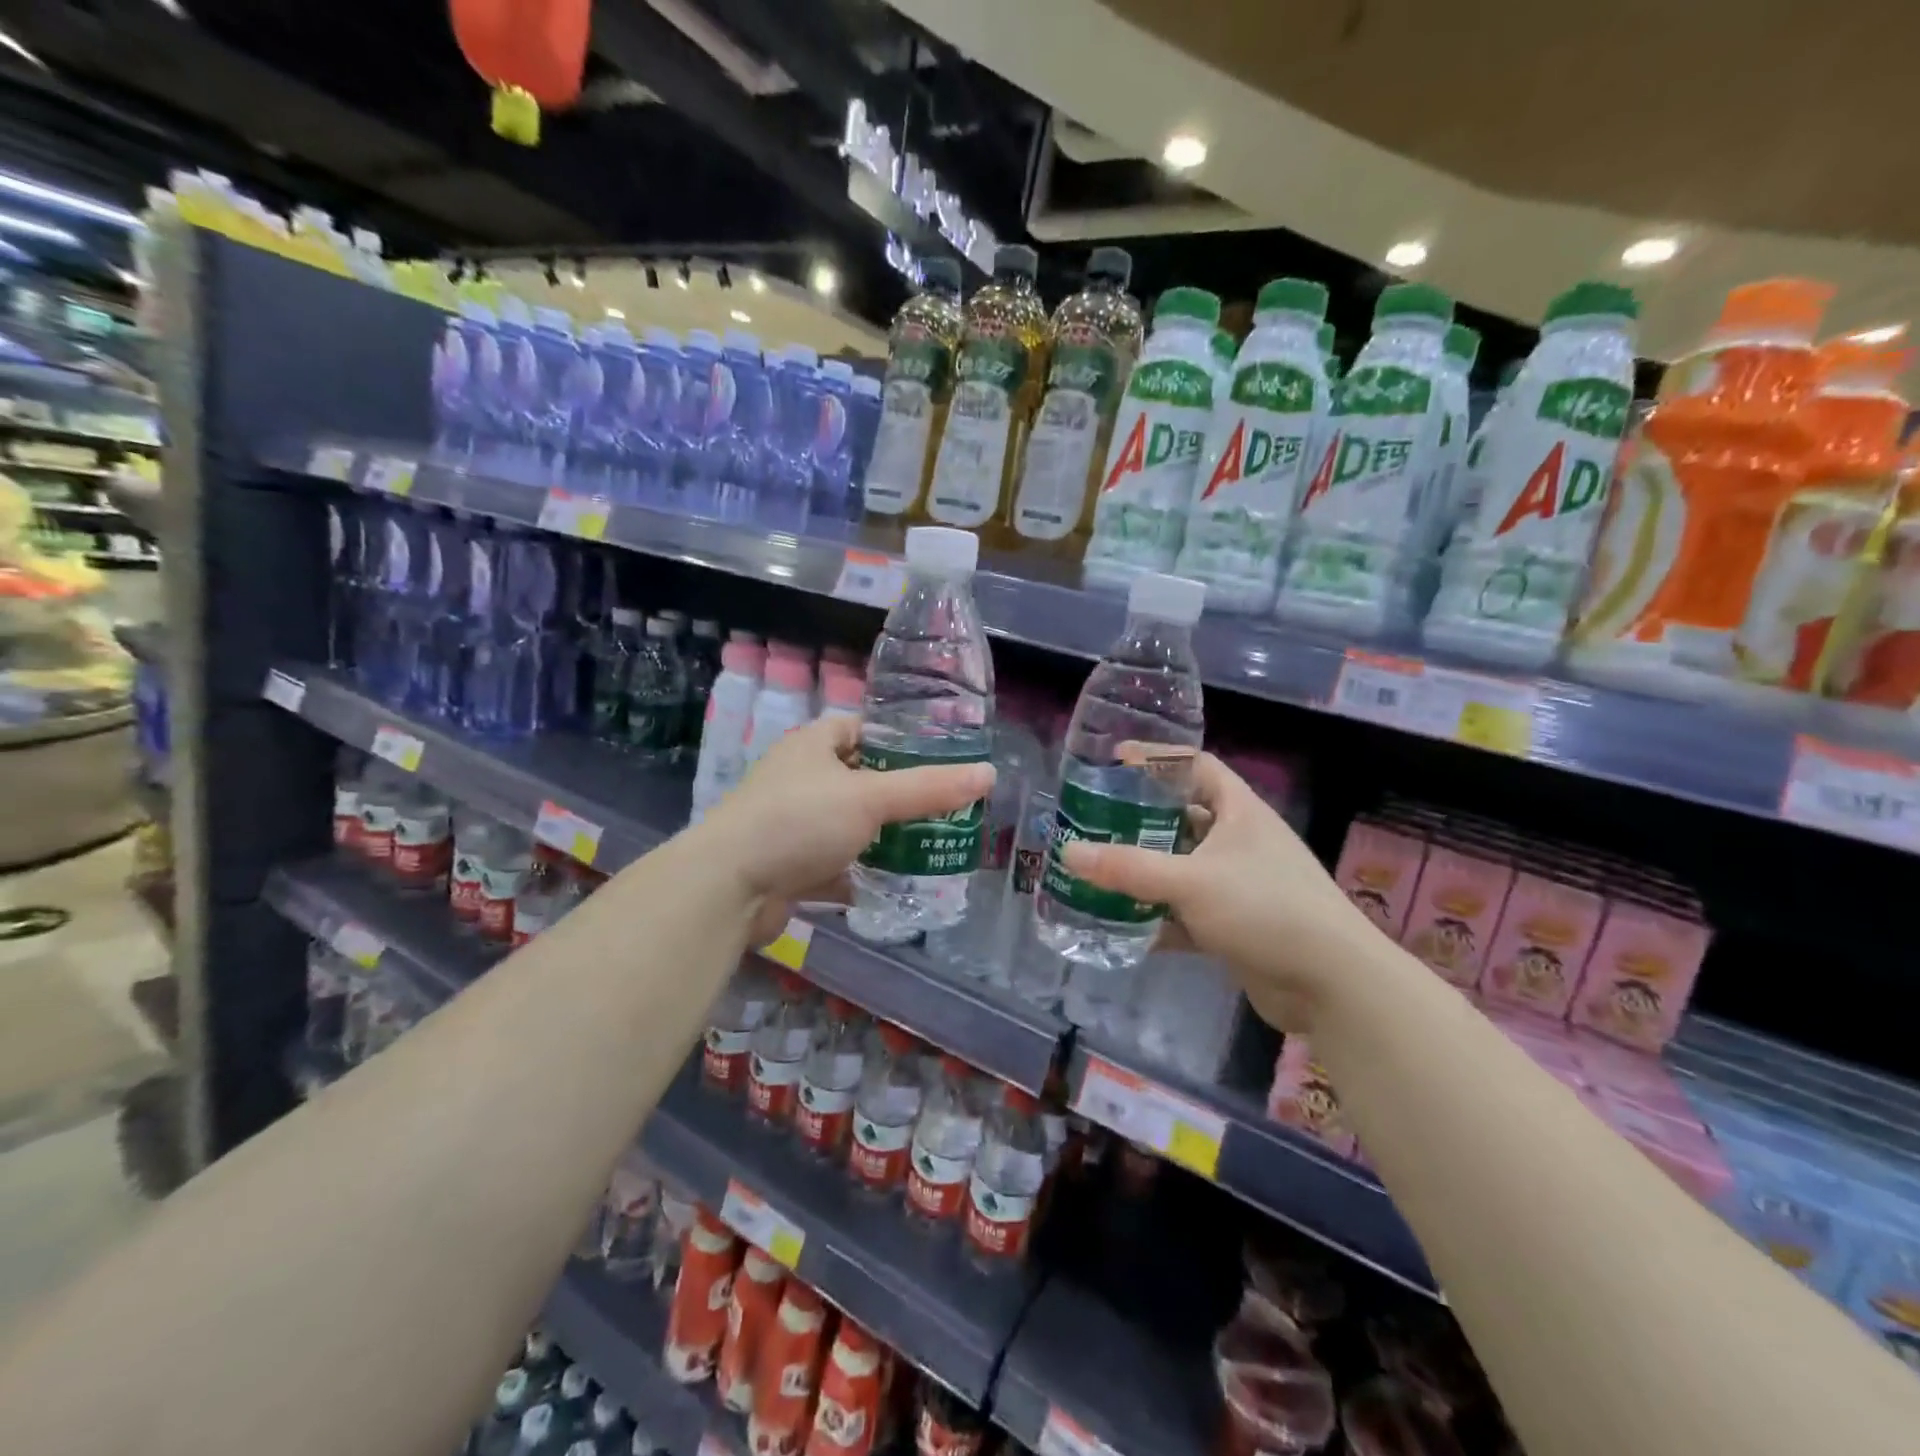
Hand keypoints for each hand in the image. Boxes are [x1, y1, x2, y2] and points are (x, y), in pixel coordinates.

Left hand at [694, 716, 994, 945]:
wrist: (728, 888)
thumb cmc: (799, 822)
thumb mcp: (871, 798)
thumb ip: (929, 789)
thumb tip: (989, 775)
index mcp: (811, 746)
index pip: (859, 728)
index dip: (896, 739)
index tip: (935, 757)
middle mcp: (799, 780)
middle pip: (858, 779)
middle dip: (896, 795)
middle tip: (943, 808)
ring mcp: (791, 825)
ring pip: (848, 825)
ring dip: (881, 838)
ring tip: (929, 845)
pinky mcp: (788, 866)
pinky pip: (834, 865)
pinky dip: (859, 874)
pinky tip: (892, 885)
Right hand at [1060, 752, 1382, 1030]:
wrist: (1331, 984)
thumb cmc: (1266, 909)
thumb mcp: (1191, 881)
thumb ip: (1128, 868)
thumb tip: (1068, 852)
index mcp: (1239, 812)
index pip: (1196, 766)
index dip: (1158, 758)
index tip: (1115, 761)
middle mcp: (1240, 842)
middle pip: (1183, 818)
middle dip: (1140, 820)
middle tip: (1095, 822)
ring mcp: (1240, 885)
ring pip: (1182, 868)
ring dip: (1146, 872)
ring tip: (1099, 870)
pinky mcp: (1236, 926)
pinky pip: (1187, 913)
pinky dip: (1159, 918)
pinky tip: (1124, 926)